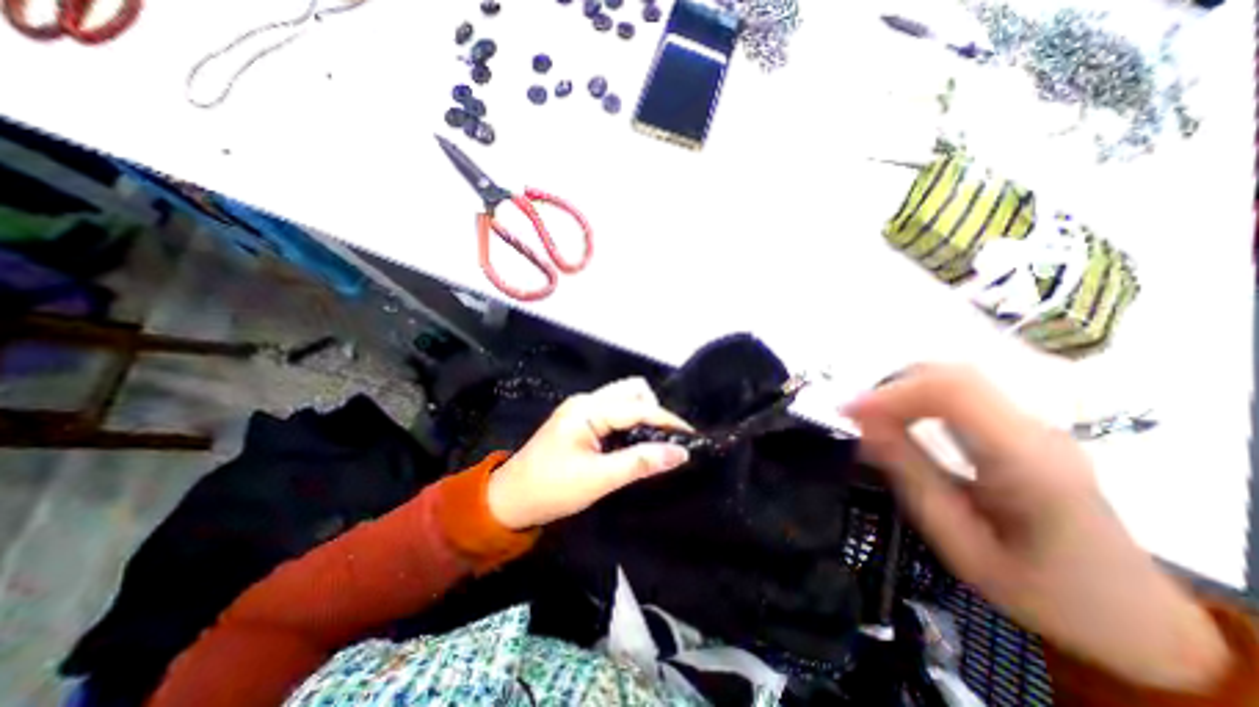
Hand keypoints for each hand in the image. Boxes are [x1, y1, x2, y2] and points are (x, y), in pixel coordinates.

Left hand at [487, 379, 693, 526]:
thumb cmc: (551, 489)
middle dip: (654, 410)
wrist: (509, 500)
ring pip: (624, 398)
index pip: (638, 407)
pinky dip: (631, 421)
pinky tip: (635, 441)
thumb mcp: (599, 479)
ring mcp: (583, 408)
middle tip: (666, 440)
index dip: (667, 420)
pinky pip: (615, 411)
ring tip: (653, 442)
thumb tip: (680, 453)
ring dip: (643, 414)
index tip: (691, 437)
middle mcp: (587, 401)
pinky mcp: (581, 419)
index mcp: (588, 409)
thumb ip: (640, 463)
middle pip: (632, 390)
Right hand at [846, 365, 1230, 689]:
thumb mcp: (960, 544)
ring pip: (955, 378)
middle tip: (854, 416)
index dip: (891, 392)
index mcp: (1029, 463)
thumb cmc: (1041, 591)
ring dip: (902, 389)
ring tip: (869, 417)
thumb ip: (911, 476)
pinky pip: (961, 393)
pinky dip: (918, 397)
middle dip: (892, 387)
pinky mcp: (1023, 428)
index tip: (847, 412)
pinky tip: (898, 418)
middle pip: (954, 375)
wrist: (1133, 618)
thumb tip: (863, 425)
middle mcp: (1037, 430)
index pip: (953, 392)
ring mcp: (1036, 425)